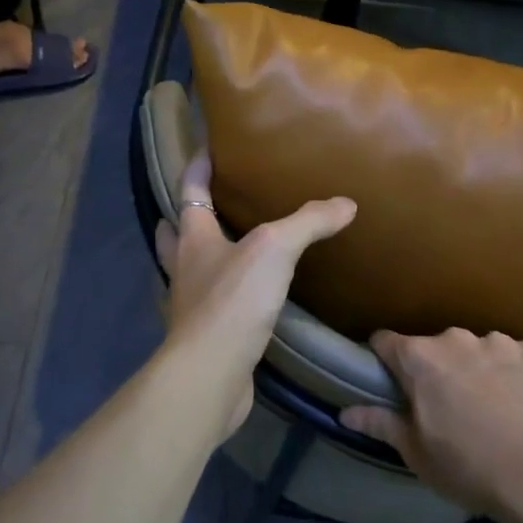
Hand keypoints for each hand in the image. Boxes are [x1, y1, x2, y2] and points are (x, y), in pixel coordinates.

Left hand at [156, 153, 355, 435]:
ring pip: (192, 269)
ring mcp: (191, 304)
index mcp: (193, 239)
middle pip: (176, 232)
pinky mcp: (207, 335)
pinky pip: (214, 303)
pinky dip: (226, 293)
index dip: (198, 167)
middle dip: (187, 214)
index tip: (207, 148)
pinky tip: (251, 296)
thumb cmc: (233, 301)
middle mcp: (185, 268)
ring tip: (233, 244)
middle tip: (211, 200)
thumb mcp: (275, 249)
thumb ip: (307, 222)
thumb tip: (345, 203)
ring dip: (204, 254)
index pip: (190, 192)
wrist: (211, 374)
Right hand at [340, 330, 522, 517]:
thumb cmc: (470, 467)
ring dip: (481, 369)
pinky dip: (521, 372)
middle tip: (451, 407)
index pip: (385, 341)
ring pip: (480, 349)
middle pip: (436, 347)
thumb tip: (345, 413)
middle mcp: (457, 338)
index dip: (385, 360)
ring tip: (497, 408)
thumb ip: (381, 424)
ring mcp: (502, 341)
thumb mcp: (417, 453)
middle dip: (439, 369)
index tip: (393, 383)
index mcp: (420, 358)